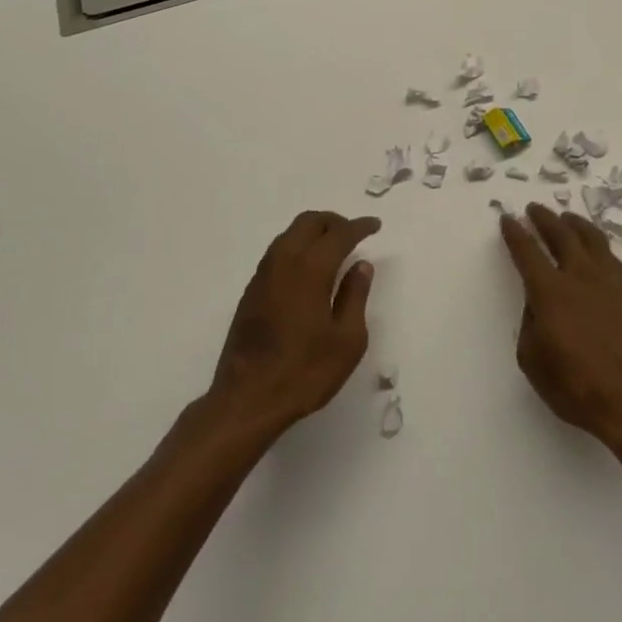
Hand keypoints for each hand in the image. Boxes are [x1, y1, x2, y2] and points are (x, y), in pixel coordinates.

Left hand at [207, 211, 379, 436]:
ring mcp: (263, 275)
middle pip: (309, 222)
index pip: (339, 234)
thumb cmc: (304, 372)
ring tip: (333, 248)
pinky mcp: (251, 291)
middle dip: (334, 222)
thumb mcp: (346, 340)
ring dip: (313, 232)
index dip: (359, 227)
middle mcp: (283, 262)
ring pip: (290, 234)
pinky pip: (278, 252)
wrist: (246, 399)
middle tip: (353, 233)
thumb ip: (355, 296)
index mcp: (310, 269)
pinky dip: (298, 247)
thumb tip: (361, 265)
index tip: (375, 225)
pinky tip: (308, 269)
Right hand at [500, 203, 621, 450]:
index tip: (508, 219)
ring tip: (566, 217)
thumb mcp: (533, 360)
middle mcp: (580, 276)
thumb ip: (530, 324)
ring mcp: (610, 281)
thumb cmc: (577, 386)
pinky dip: (597, 244)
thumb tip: (538, 304)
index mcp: (550, 291)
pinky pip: (611, 256)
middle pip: (561, 234)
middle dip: (544, 219)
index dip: (515, 233)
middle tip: (535, 208)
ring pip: (591, 238)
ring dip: (574, 224)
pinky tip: (595, 248)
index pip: (527, 251)